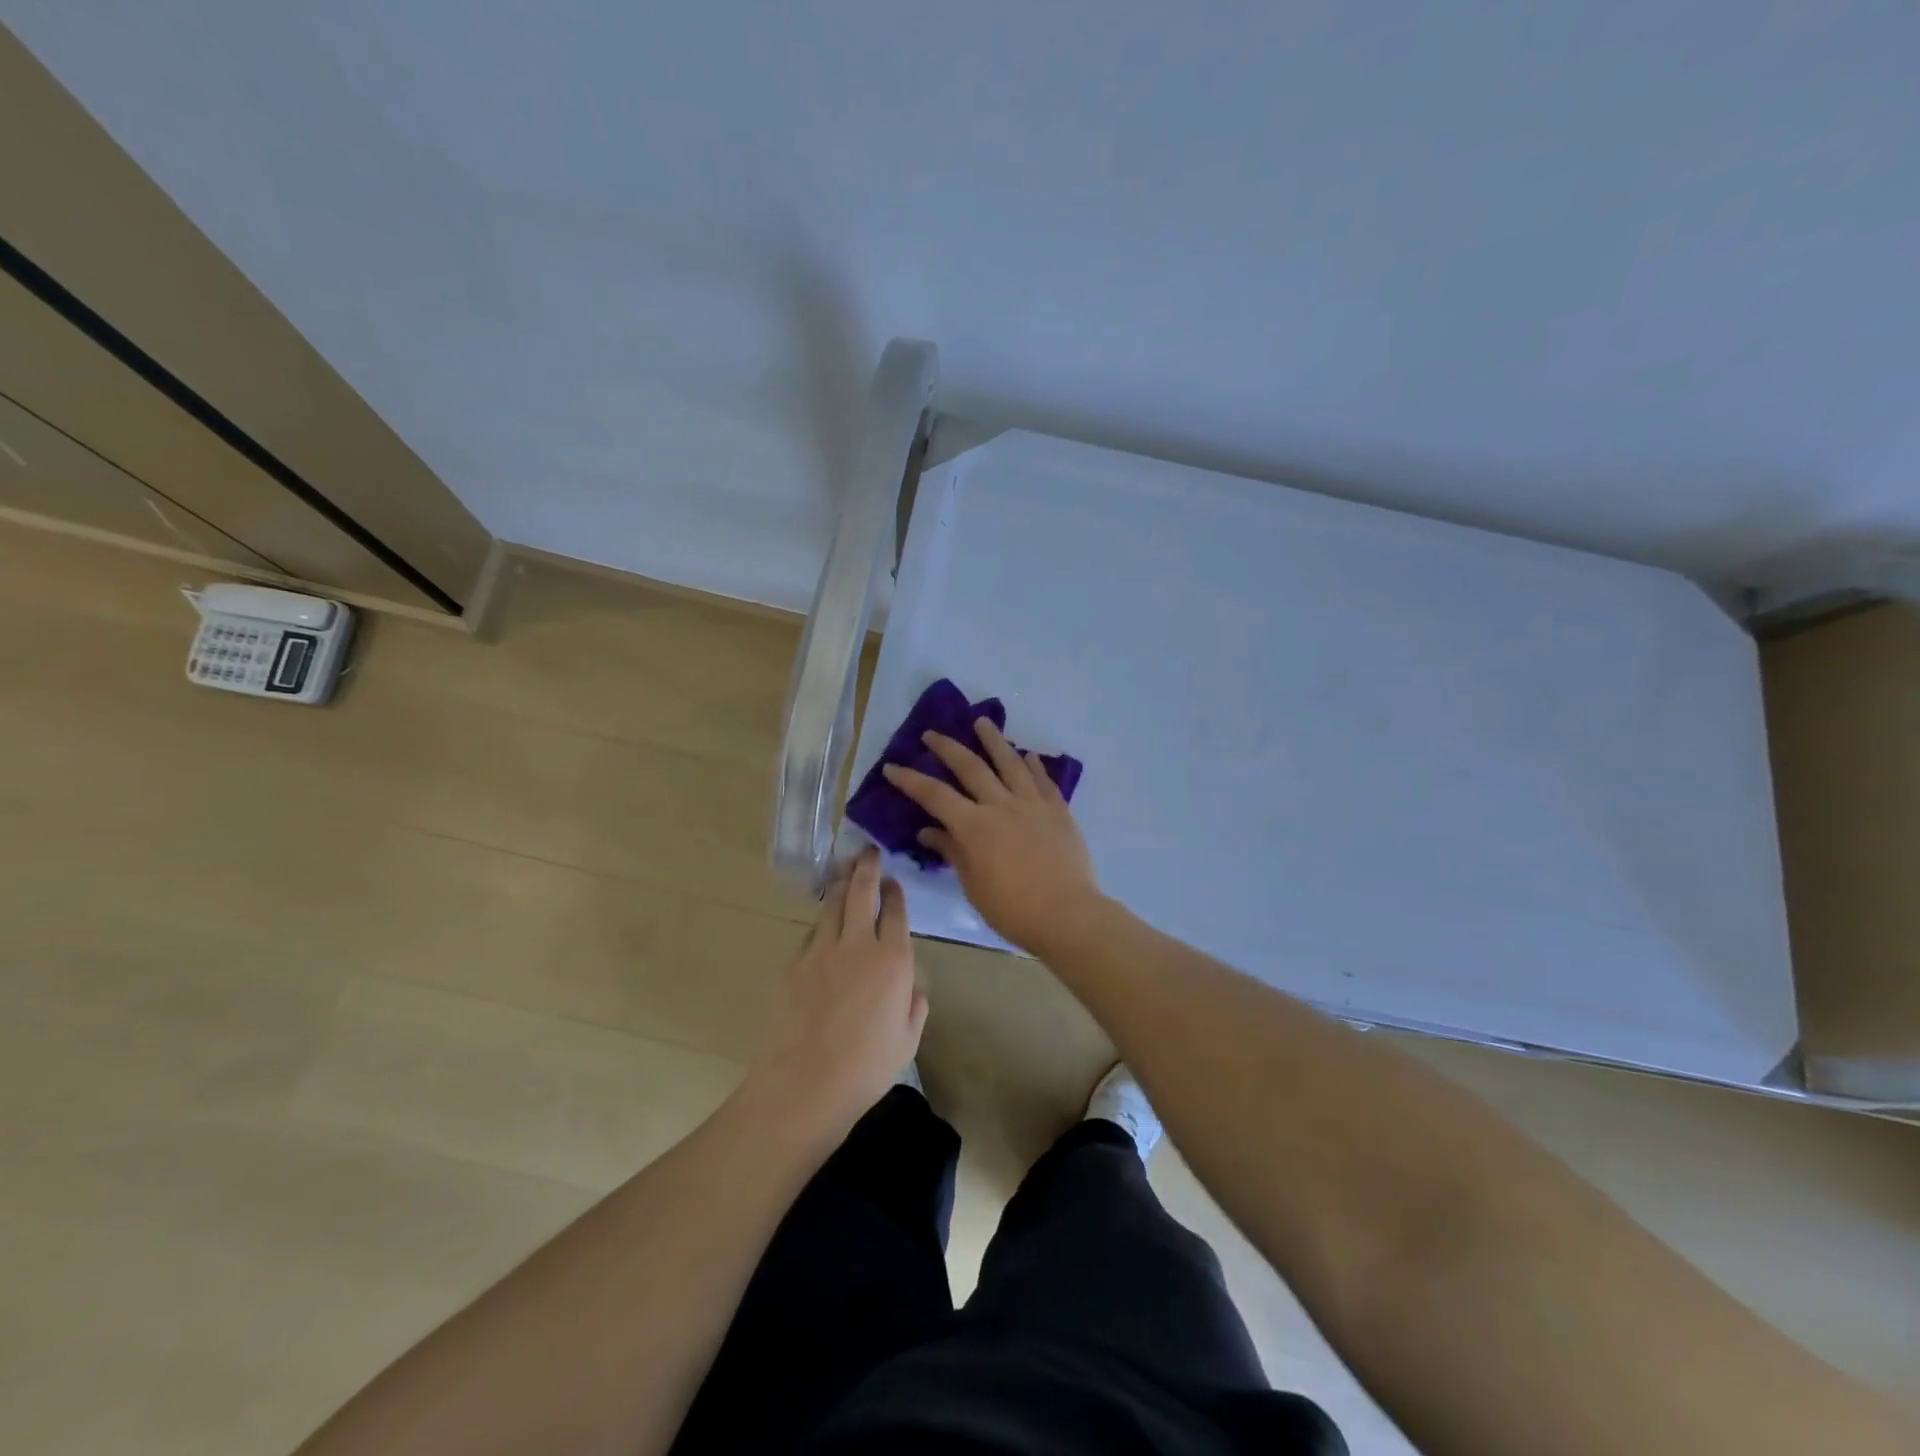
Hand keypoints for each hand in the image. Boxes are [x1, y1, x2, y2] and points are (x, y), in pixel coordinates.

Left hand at [753, 847, 927, 1138]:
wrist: (806, 1082)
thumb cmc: (867, 1067)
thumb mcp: (908, 1040)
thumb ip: (914, 1006)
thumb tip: (911, 987)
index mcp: (893, 960)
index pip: (895, 911)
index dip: (895, 892)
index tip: (894, 881)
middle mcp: (858, 945)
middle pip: (861, 893)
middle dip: (867, 868)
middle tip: (868, 852)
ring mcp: (822, 951)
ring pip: (832, 905)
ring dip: (841, 885)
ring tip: (845, 871)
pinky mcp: (794, 963)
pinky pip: (812, 933)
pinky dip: (822, 922)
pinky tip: (824, 925)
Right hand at [882, 718, 1103, 951]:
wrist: (1067, 914)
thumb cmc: (1012, 908)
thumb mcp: (973, 885)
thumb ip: (952, 851)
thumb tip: (928, 831)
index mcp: (974, 826)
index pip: (934, 795)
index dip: (910, 780)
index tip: (892, 766)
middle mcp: (1001, 805)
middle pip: (970, 767)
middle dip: (947, 748)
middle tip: (932, 734)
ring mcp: (1033, 804)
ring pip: (1010, 763)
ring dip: (994, 740)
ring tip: (982, 721)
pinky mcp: (1059, 810)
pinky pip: (1044, 780)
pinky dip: (1034, 765)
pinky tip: (1029, 755)